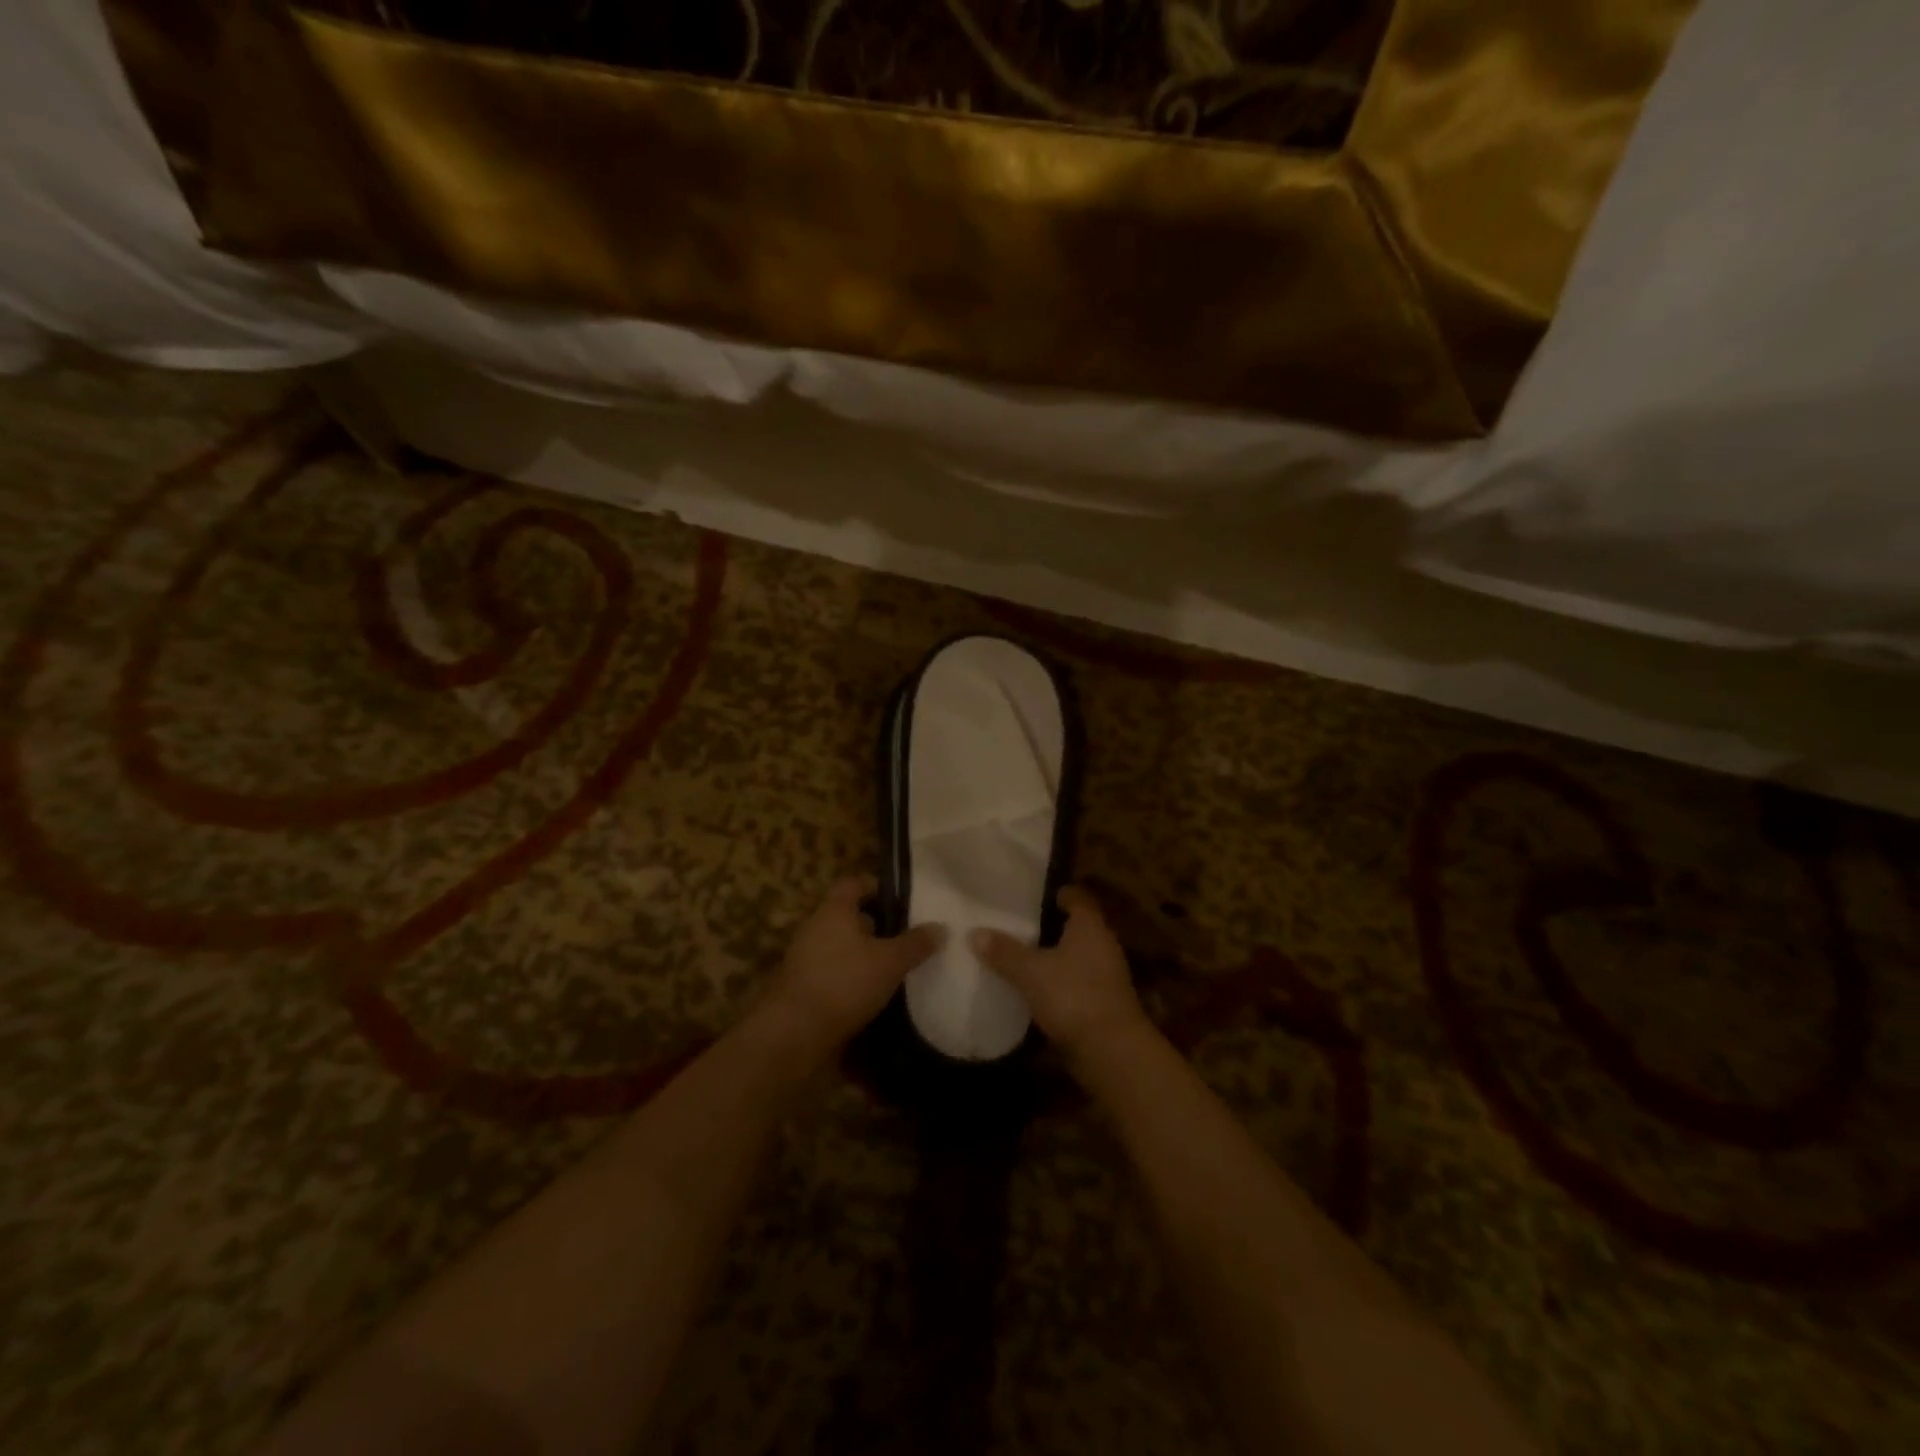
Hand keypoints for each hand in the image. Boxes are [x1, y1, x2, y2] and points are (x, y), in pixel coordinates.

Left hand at [759, 876, 944, 1059]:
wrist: (795, 1032)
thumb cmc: (845, 982)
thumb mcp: (890, 962)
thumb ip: (916, 944)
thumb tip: (940, 927)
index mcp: (834, 910)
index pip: (854, 883)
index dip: (877, 886)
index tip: (901, 899)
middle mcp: (816, 927)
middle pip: (848, 915)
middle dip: (876, 924)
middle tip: (906, 935)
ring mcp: (805, 957)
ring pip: (841, 945)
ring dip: (864, 953)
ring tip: (895, 967)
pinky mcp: (803, 985)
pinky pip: (833, 970)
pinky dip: (852, 976)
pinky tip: (874, 993)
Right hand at [972, 886, 1147, 1063]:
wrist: (1111, 1052)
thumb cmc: (1073, 996)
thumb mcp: (1031, 972)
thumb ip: (1005, 952)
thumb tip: (975, 932)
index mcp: (1090, 926)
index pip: (1076, 897)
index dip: (1056, 893)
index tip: (1029, 895)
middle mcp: (1102, 945)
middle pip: (1074, 927)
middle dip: (1047, 926)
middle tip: (1014, 925)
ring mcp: (1105, 976)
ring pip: (1074, 957)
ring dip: (1051, 957)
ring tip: (1017, 956)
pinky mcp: (1102, 1004)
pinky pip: (1074, 983)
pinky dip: (1056, 984)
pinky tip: (1032, 990)